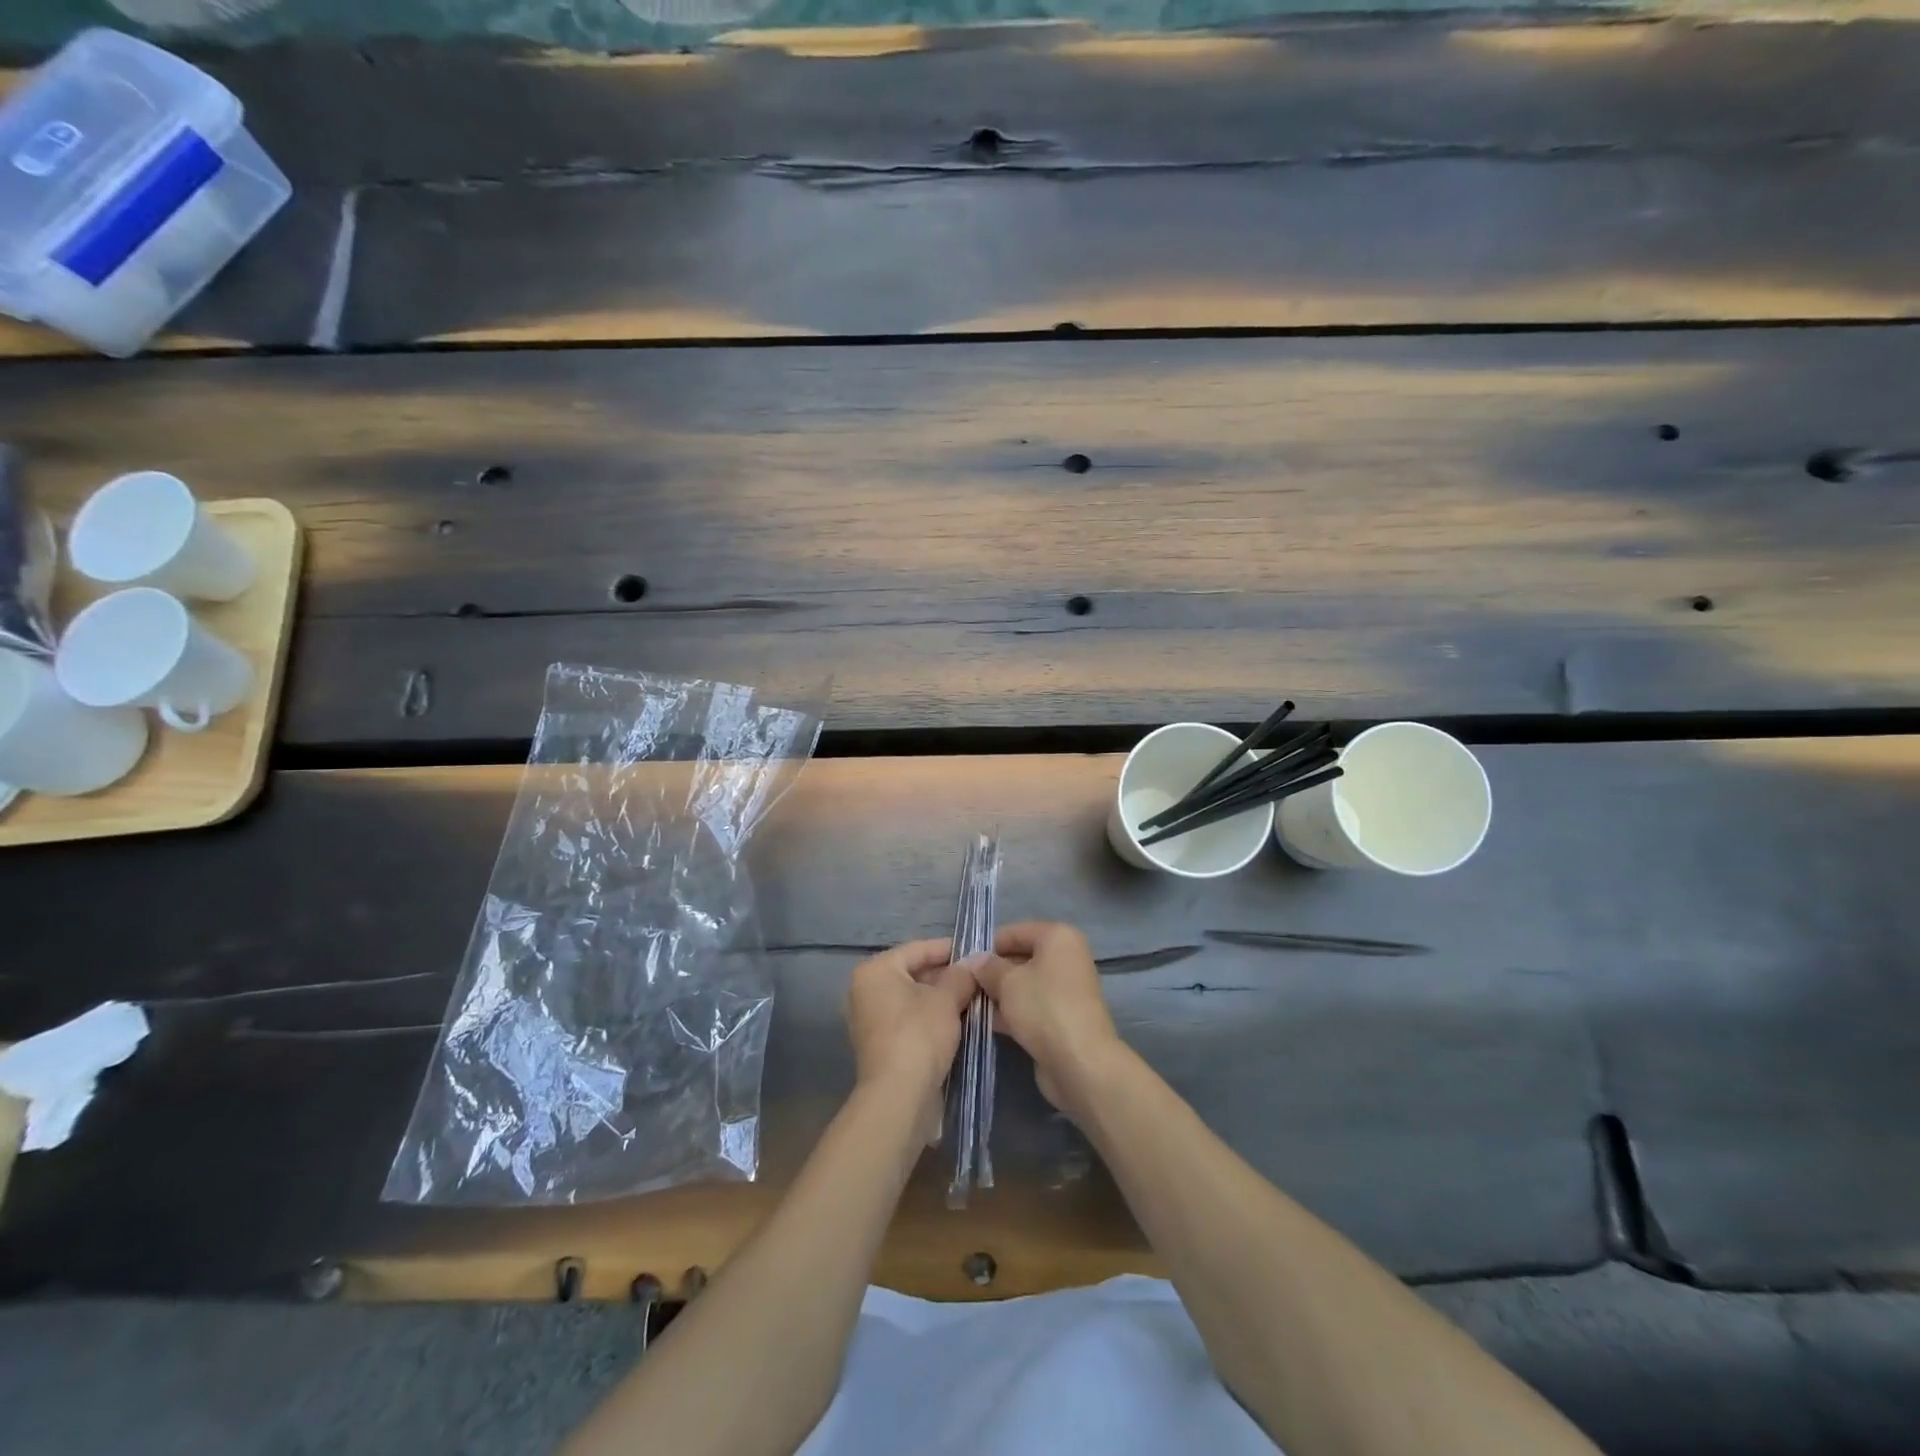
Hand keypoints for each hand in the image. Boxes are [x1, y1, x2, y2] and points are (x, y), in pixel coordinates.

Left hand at [844, 939, 977, 1137]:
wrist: (898, 1096)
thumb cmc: (919, 1034)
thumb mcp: (947, 999)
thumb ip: (961, 975)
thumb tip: (974, 962)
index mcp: (875, 970)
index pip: (917, 949)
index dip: (949, 949)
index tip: (976, 952)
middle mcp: (865, 990)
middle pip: (913, 973)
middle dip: (947, 976)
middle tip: (978, 979)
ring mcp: (869, 1020)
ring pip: (912, 998)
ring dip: (941, 998)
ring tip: (973, 999)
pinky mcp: (879, 1045)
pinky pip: (908, 1020)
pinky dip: (930, 1018)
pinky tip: (957, 1022)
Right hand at [972, 922, 1122, 1118]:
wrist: (1080, 1062)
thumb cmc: (1043, 1007)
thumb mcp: (1007, 981)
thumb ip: (987, 967)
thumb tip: (974, 961)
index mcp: (1058, 937)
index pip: (1014, 932)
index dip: (987, 946)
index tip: (963, 962)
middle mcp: (1065, 958)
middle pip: (1020, 958)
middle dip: (992, 972)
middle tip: (963, 985)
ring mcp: (1065, 989)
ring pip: (1024, 985)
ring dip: (998, 994)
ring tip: (969, 1004)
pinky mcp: (1062, 1018)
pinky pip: (1031, 1006)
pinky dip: (1011, 1012)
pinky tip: (985, 1021)